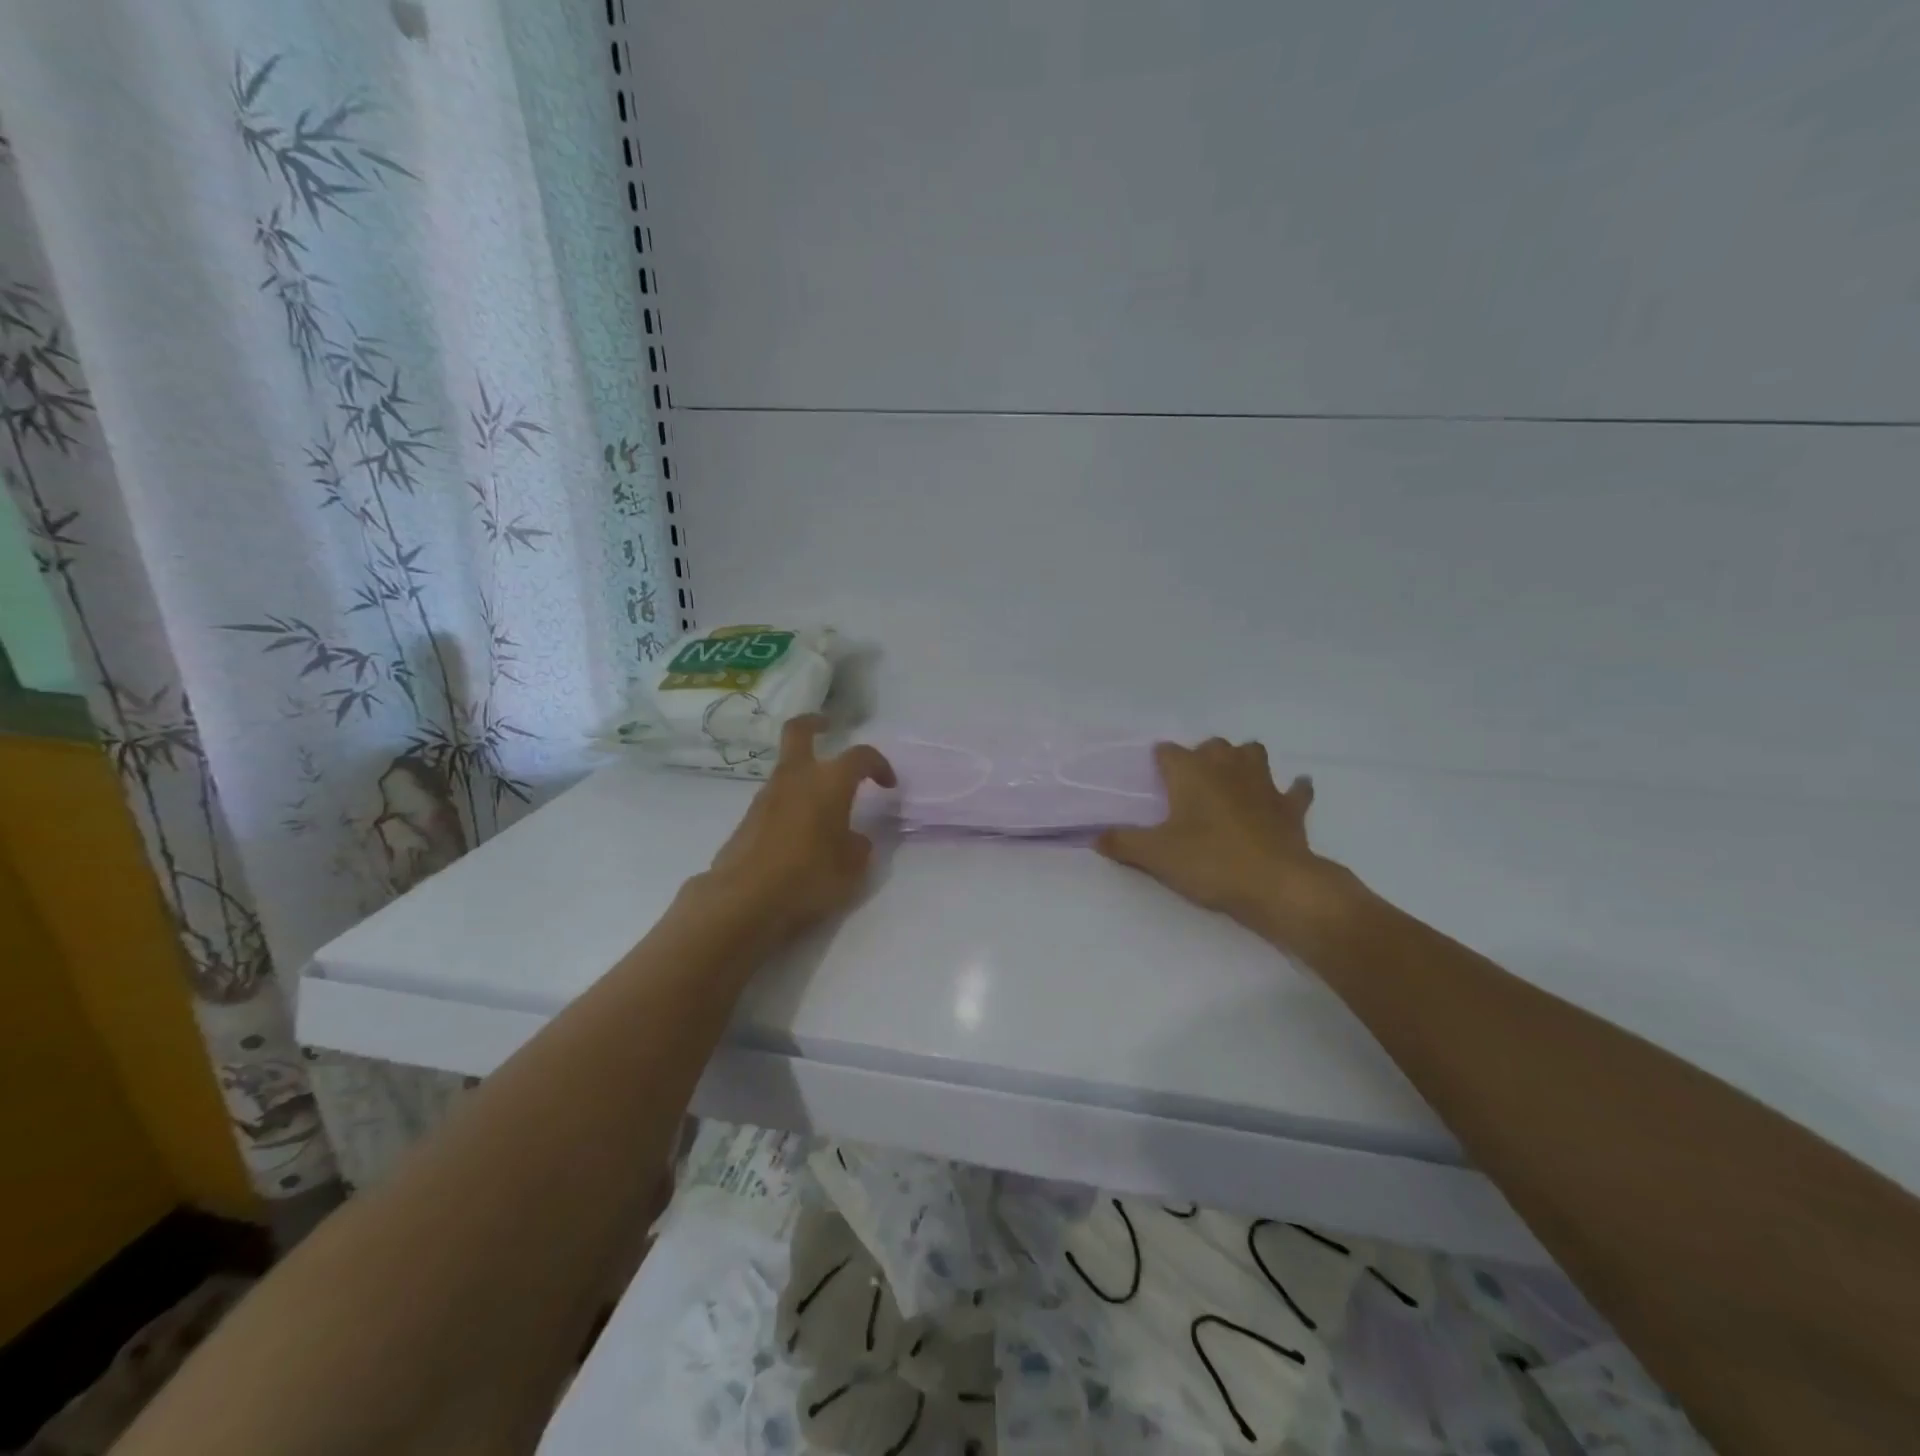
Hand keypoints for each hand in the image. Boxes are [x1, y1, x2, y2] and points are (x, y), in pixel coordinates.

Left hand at [694, 714, 896, 944]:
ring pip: (787, 768)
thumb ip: (858, 846)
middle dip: (815, 723)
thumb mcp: (851, 869)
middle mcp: (796, 778)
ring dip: (805, 773)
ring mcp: (766, 796)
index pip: (861, 757)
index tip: (888, 784)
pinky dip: (791, 802)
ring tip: (823, 803)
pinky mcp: (748, 819)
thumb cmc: (808, 878)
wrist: (743, 901)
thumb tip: (854, 839)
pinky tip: (801, 832)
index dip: (879, 765)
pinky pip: (776, 798)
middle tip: (829, 726)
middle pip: (800, 732)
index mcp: (829, 782)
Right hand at [1096, 739, 1359, 947]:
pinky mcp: (1290, 807)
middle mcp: (1227, 768)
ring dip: (1243, 760)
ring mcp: (1263, 784)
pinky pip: (1296, 790)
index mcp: (1192, 772)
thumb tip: (1094, 836)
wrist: (1277, 885)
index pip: (1168, 752)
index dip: (1160, 762)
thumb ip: (1123, 842)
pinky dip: (1292, 789)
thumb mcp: (1156, 856)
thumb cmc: (1210, 862)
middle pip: (1213, 745)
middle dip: (1201, 756)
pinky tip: (1288, 793)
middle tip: (1189, 783)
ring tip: (1232, 779)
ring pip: (1253, 754)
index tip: (1153, 778)